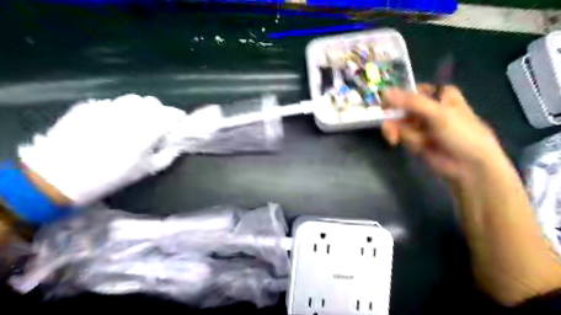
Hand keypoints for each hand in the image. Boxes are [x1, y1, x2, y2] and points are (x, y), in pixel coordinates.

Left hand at [18, 93, 196, 206]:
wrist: (60, 176)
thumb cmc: (112, 175)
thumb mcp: (147, 170)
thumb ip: (168, 155)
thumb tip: (176, 145)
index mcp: (148, 128)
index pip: (172, 113)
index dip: (177, 118)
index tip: (178, 125)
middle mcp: (131, 112)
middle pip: (152, 102)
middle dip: (158, 112)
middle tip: (155, 125)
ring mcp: (108, 107)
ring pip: (132, 99)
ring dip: (139, 109)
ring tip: (134, 122)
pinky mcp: (89, 107)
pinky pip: (111, 103)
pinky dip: (118, 111)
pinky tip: (111, 124)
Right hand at [384, 85, 506, 182]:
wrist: (469, 166)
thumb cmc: (461, 134)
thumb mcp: (438, 113)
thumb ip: (411, 102)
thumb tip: (384, 92)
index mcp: (440, 96)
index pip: (413, 90)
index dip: (399, 95)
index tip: (387, 102)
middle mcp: (429, 108)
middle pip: (401, 106)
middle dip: (394, 115)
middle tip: (387, 120)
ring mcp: (421, 125)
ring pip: (398, 121)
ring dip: (395, 129)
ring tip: (395, 139)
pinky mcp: (414, 140)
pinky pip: (399, 134)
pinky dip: (399, 138)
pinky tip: (400, 143)